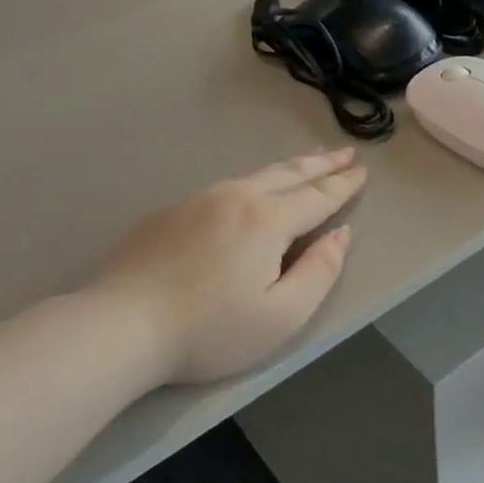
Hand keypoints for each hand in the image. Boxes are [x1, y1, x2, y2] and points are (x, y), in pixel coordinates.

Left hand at [94, 149, 366, 384]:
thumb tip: (341, 235)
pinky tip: (251, 189)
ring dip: (287, 167)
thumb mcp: (282, 315)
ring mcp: (198, 200)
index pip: (317, 196)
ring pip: (254, 175)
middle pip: (287, 174)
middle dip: (320, 163)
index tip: (362, 171)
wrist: (121, 325)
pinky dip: (252, 181)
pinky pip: (224, 187)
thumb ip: (320, 271)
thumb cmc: (211, 329)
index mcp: (267, 220)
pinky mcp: (170, 212)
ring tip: (307, 161)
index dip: (343, 185)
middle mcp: (235, 197)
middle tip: (345, 153)